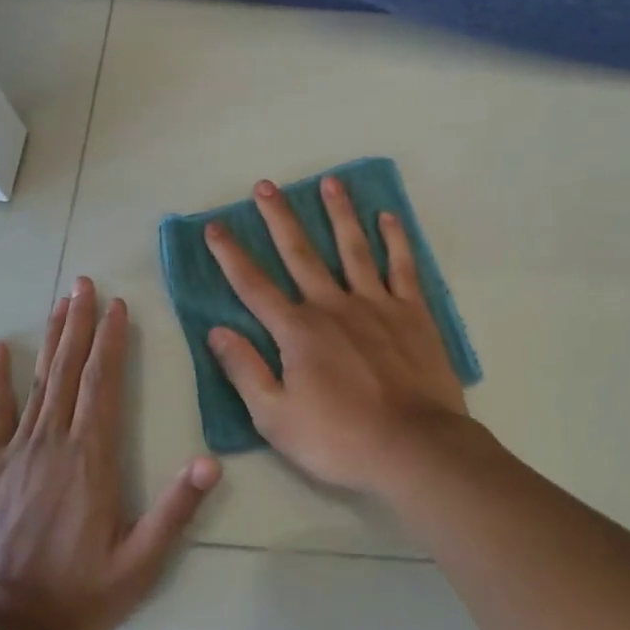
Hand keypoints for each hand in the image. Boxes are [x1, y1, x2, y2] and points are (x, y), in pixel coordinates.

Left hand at [0, 278, 221, 629]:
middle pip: (70, 370)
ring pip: (39, 382)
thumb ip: (175, 511)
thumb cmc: (75, 596)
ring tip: (61, 302)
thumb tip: (211, 462)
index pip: (103, 385)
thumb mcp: (138, 564)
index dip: (111, 343)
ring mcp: (17, 452)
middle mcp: (54, 443)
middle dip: (81, 323)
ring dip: (52, 339)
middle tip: (85, 283)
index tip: (117, 307)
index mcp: (91, 459)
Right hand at [202, 177, 471, 494]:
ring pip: (353, 248)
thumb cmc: (339, 439)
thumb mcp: (276, 417)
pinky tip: (387, 217)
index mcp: (297, 331)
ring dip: (339, 213)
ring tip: (330, 181)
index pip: (254, 286)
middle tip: (266, 185)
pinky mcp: (412, 313)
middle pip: (300, 253)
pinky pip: (402, 267)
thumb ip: (245, 370)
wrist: (414, 448)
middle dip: (279, 218)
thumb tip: (216, 331)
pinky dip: (395, 240)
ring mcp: (376, 304)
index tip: (215, 226)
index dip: (231, 255)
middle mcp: (333, 306)